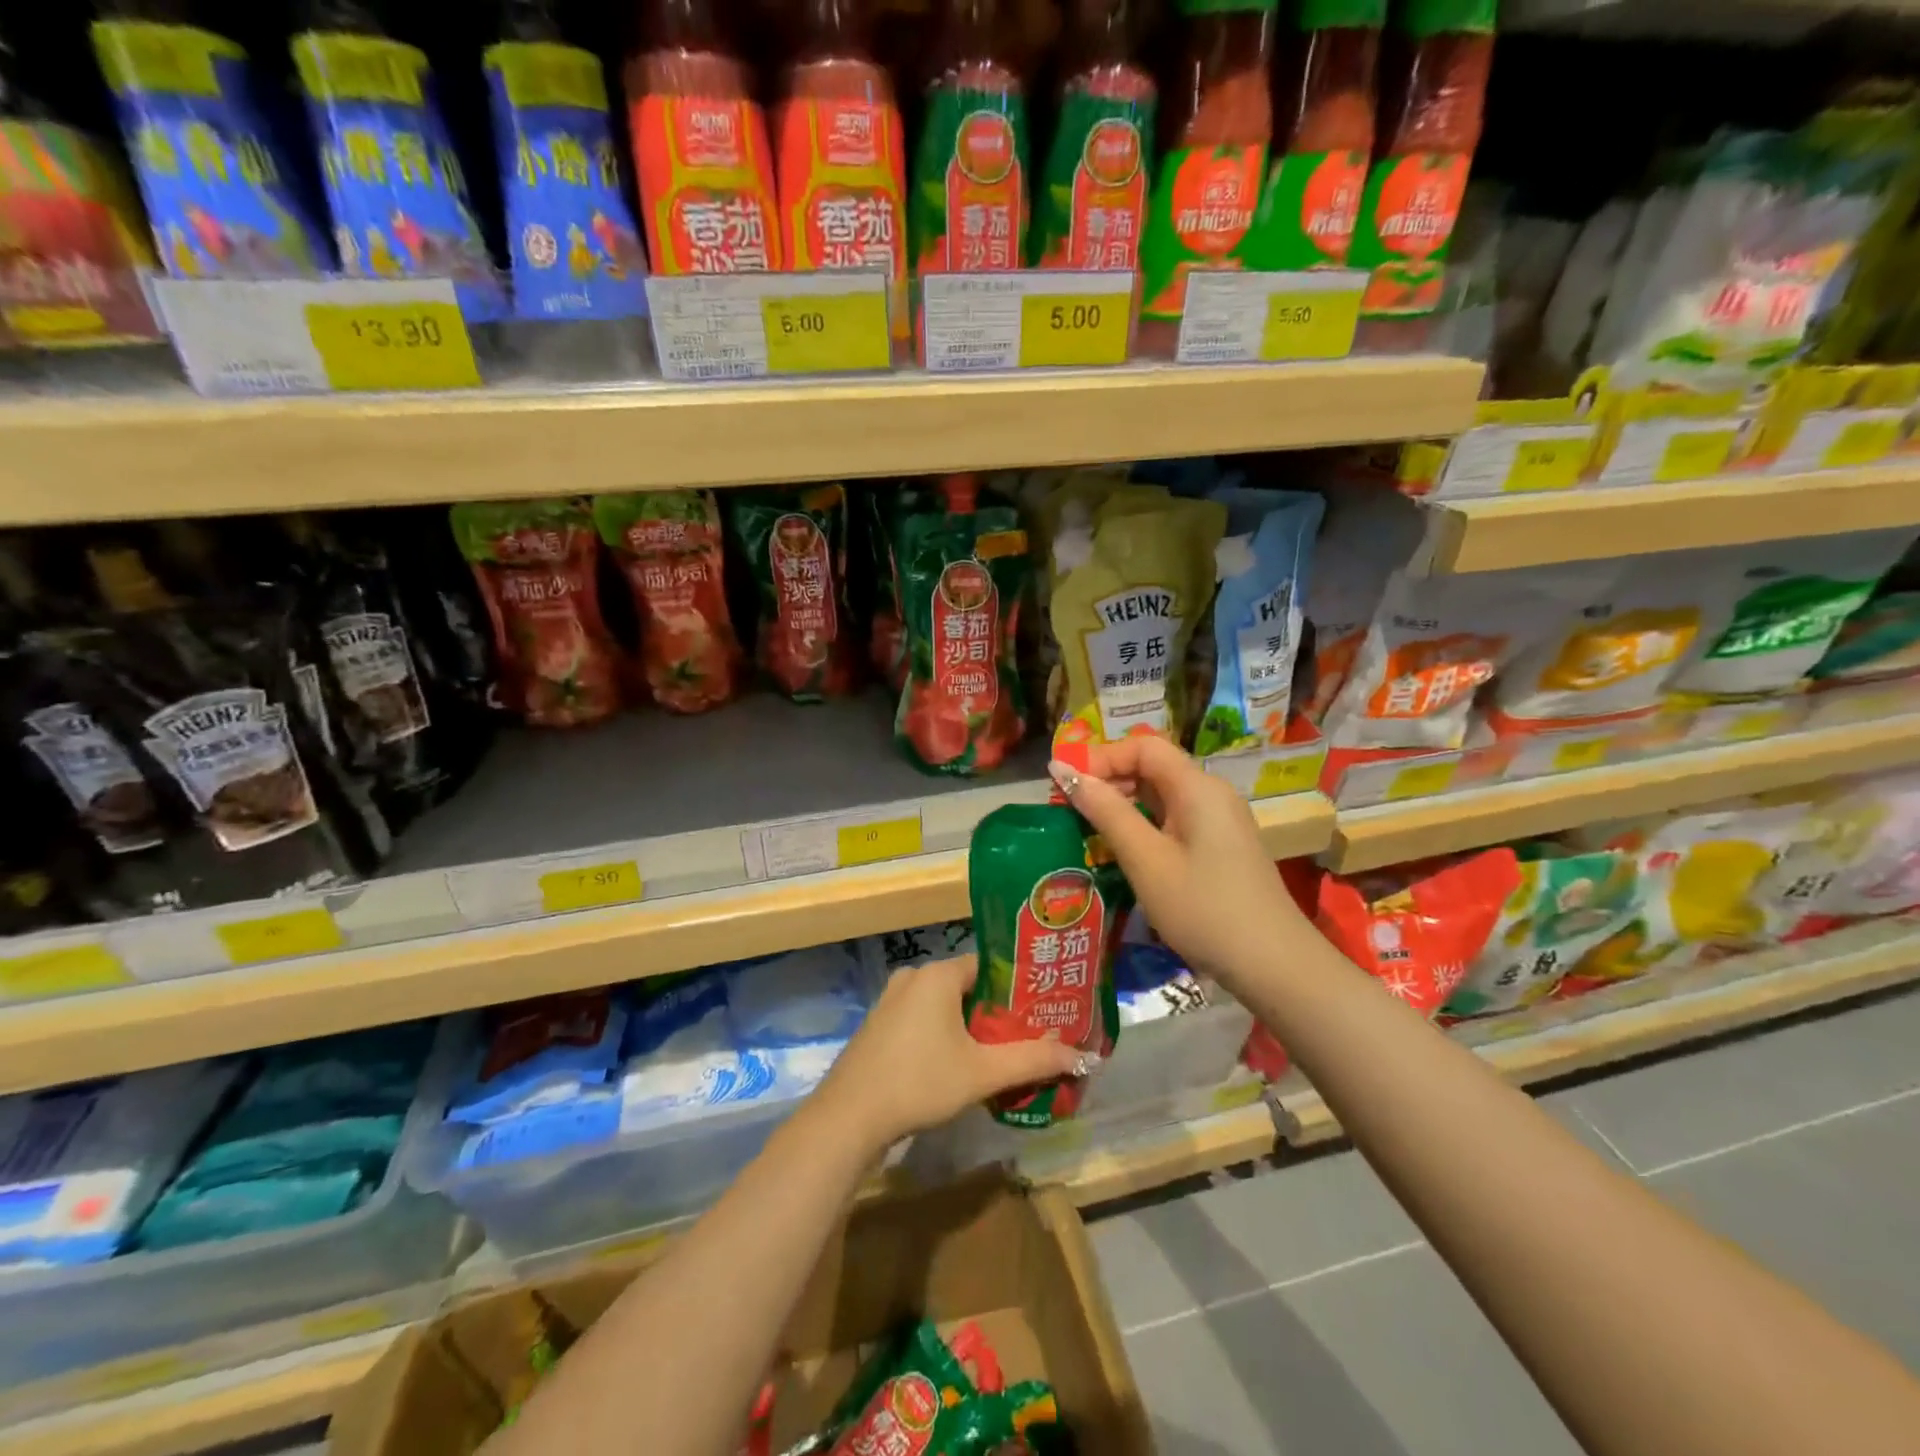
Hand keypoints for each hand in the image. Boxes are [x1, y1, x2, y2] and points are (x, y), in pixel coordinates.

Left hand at [812, 956, 1082, 1153]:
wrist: (849, 1117)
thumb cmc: (920, 1082)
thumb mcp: (983, 1072)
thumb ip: (1033, 1060)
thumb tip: (1085, 1056)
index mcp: (939, 974)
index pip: (990, 965)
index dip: (1019, 986)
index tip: (1044, 1008)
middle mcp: (914, 977)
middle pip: (969, 986)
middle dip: (998, 1011)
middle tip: (1030, 1036)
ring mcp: (892, 1000)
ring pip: (946, 1005)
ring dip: (971, 1027)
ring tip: (1002, 1053)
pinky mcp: (880, 1025)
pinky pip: (924, 1019)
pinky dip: (945, 1035)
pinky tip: (960, 1065)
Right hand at [1050, 735, 1305, 994]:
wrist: (1273, 965)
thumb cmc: (1203, 908)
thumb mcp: (1145, 860)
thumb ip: (1105, 811)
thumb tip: (1061, 769)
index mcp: (1197, 787)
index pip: (1143, 746)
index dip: (1102, 757)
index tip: (1068, 787)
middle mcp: (1211, 793)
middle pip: (1153, 767)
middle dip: (1109, 780)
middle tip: (1072, 811)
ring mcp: (1220, 820)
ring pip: (1162, 795)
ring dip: (1124, 805)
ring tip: (1090, 832)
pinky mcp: (1221, 846)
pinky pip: (1175, 819)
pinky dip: (1145, 825)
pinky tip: (1126, 852)